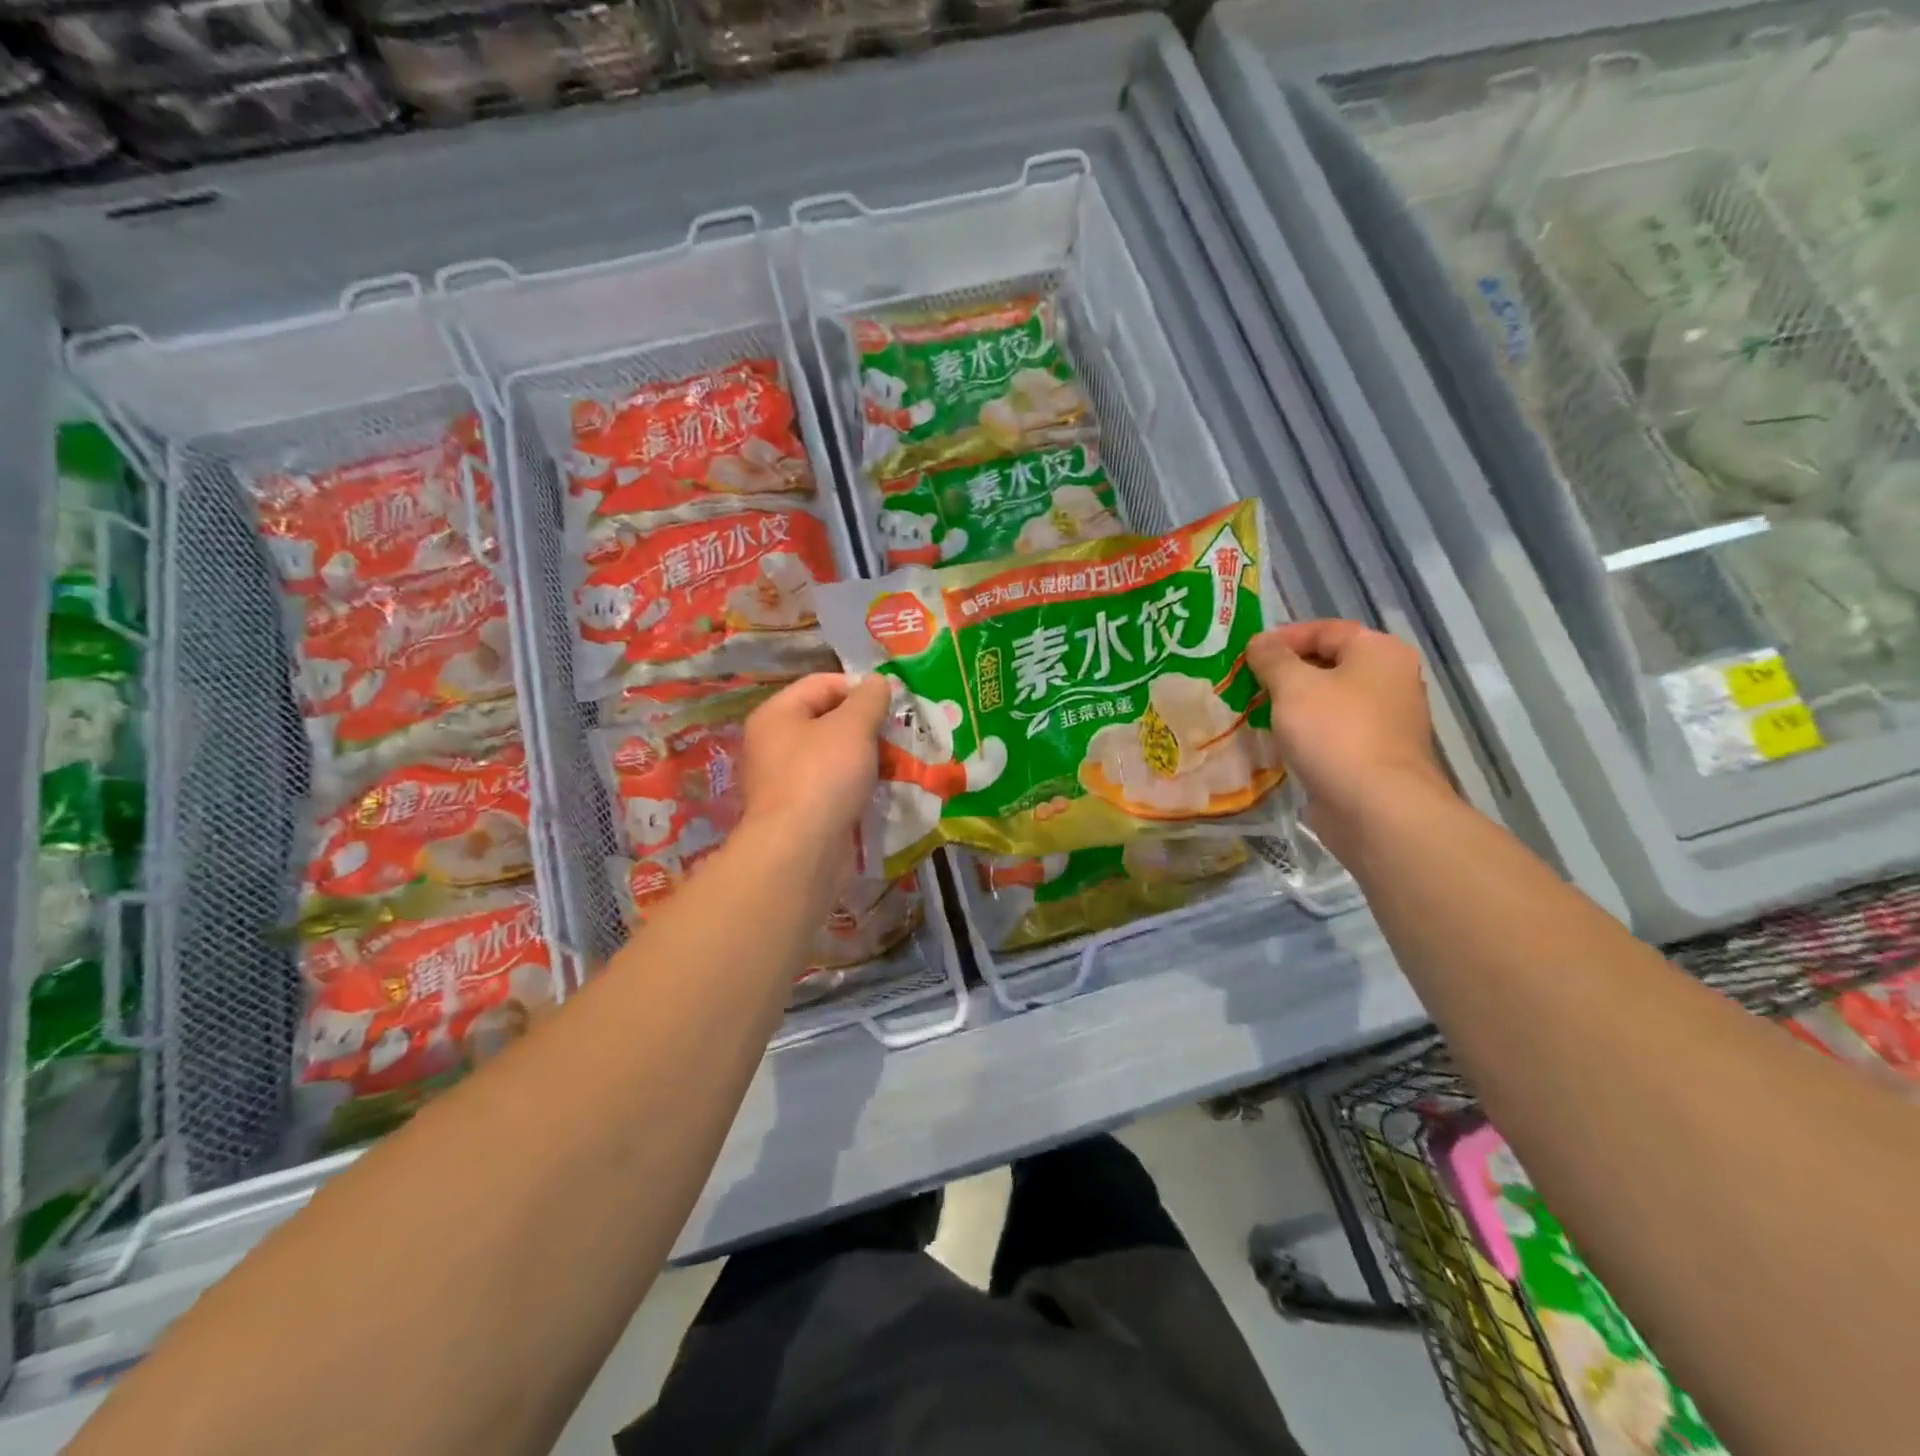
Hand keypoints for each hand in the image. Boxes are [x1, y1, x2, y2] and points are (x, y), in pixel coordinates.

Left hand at [739, 673, 891, 855]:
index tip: (893, 703)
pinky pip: (835, 788)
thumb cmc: (823, 776)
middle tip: (901, 734)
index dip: (859, 687)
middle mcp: (774, 744)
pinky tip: (883, 791)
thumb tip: (878, 681)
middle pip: (828, 721)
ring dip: (868, 758)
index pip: (822, 683)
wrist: (801, 851)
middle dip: (868, 726)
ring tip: (899, 763)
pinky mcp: (801, 813)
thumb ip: (869, 699)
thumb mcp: (853, 726)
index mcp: (777, 714)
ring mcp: (786, 781)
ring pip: (835, 757)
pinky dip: (858, 787)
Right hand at [1248, 620, 1450, 859]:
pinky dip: (1308, 732)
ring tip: (1256, 711)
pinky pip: (1335, 731)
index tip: (1247, 654)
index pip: (1325, 630)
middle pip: (1329, 664)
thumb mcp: (1292, 686)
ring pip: (1331, 700)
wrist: (1376, 807)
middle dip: (1286, 672)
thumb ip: (1272, 658)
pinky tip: (1280, 742)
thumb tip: (1260, 642)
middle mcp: (1392, 679)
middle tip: (1247, 683)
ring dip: (1295, 704)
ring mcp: (1388, 719)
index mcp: (1379, 651)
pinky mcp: (1377, 753)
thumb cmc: (1335, 733)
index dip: (1283, 638)